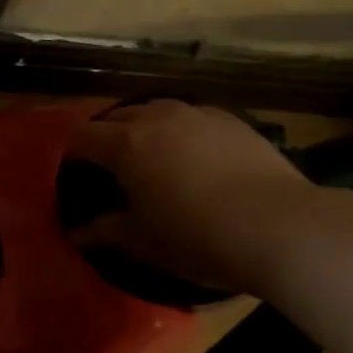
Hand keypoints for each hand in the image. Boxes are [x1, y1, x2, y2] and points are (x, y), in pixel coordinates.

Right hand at [69, 100, 317, 292]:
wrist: (279, 226)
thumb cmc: (198, 238)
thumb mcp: (146, 242)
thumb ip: (108, 231)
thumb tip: (78, 233)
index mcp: (126, 145)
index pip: (82, 136)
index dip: (72, 152)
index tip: (73, 171)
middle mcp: (157, 118)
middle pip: (116, 116)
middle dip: (106, 136)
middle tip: (109, 167)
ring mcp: (197, 114)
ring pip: (156, 110)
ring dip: (144, 128)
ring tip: (151, 156)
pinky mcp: (232, 120)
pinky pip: (192, 117)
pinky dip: (181, 130)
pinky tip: (194, 155)